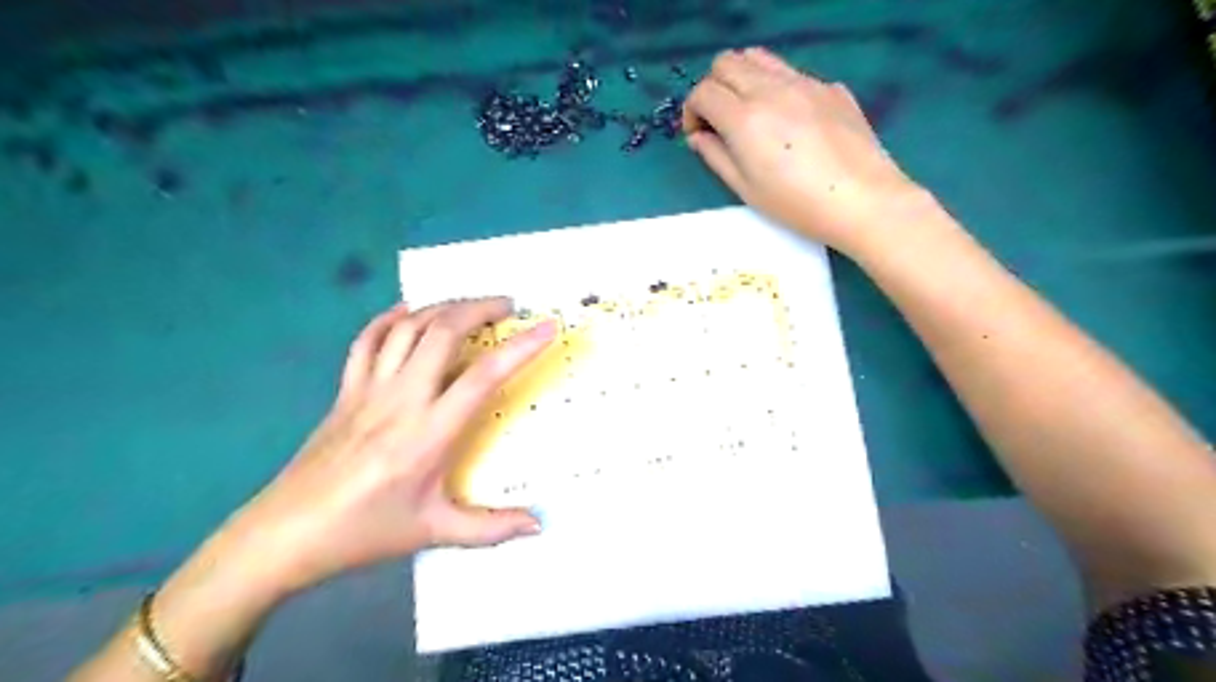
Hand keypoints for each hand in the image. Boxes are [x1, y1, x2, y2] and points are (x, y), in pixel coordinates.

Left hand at [223, 301, 554, 594]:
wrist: (283, 535)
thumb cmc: (364, 533)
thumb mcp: (434, 532)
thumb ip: (491, 529)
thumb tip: (539, 525)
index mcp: (429, 433)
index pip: (484, 375)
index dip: (521, 347)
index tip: (547, 326)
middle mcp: (402, 399)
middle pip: (443, 332)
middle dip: (480, 308)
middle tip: (508, 307)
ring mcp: (369, 389)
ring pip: (408, 327)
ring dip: (443, 307)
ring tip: (470, 306)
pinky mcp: (346, 390)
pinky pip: (367, 340)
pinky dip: (391, 318)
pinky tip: (408, 312)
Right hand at [684, 47, 931, 251]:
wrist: (862, 199)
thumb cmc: (796, 204)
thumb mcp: (746, 189)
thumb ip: (715, 156)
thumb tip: (698, 136)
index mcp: (745, 118)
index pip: (703, 92)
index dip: (691, 111)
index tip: (698, 134)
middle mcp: (770, 89)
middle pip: (726, 63)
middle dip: (713, 87)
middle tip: (719, 120)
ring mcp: (804, 82)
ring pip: (759, 58)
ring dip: (742, 78)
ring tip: (749, 112)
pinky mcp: (830, 87)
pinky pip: (792, 73)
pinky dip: (776, 87)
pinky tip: (790, 122)